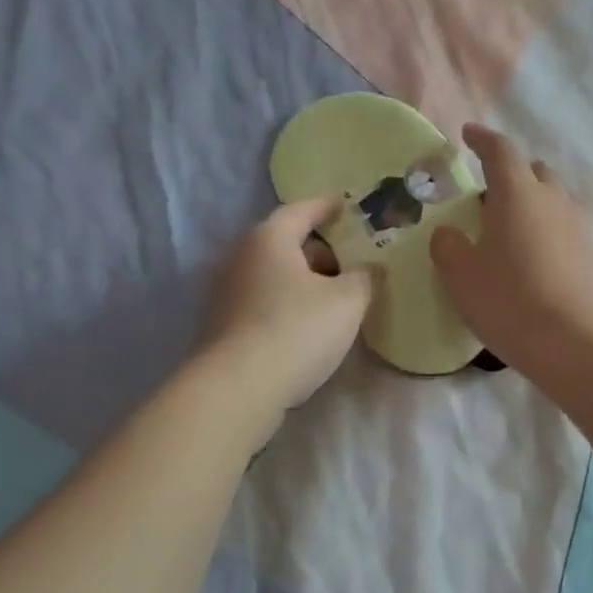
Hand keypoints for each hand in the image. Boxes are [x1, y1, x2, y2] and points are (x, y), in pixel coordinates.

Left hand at [196, 197, 374, 429]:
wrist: (237, 388)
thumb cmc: (297, 330)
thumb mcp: (347, 301)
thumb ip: (364, 278)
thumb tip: (369, 269)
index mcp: (269, 239)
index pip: (301, 210)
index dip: (326, 205)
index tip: (344, 203)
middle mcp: (240, 257)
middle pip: (284, 243)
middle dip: (318, 250)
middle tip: (350, 262)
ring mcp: (225, 293)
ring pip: (273, 275)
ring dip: (303, 280)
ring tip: (334, 297)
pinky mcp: (222, 325)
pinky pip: (263, 301)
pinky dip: (286, 303)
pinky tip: (307, 325)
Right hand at [430, 124, 592, 375]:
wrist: (574, 344)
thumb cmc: (509, 301)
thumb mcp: (460, 274)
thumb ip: (447, 245)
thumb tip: (450, 234)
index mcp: (518, 193)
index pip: (500, 150)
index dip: (482, 139)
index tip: (467, 135)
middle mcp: (554, 201)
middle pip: (534, 171)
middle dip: (511, 174)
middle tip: (486, 197)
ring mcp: (579, 228)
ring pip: (553, 201)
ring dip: (531, 206)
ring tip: (509, 234)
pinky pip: (565, 232)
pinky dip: (547, 234)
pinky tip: (534, 264)